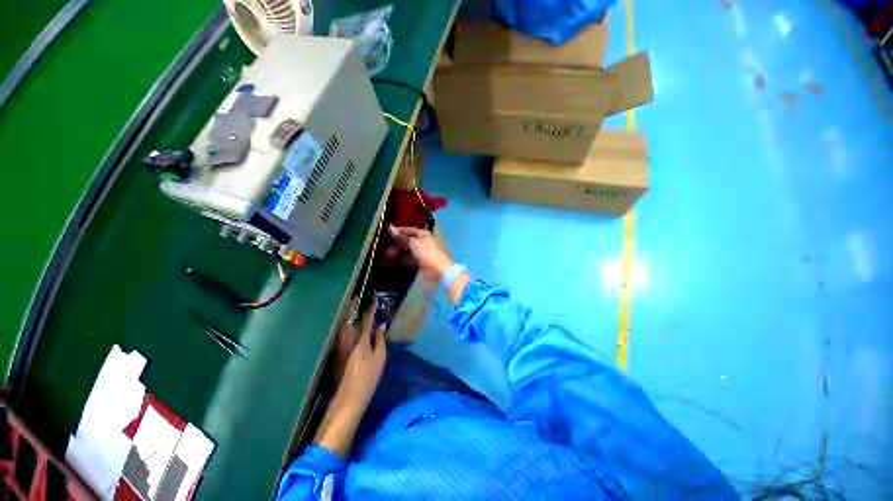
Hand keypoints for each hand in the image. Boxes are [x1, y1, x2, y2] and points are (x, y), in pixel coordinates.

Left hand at [314, 301, 386, 457]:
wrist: (347, 399)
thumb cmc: (368, 378)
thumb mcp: (380, 359)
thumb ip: (380, 340)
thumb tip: (381, 326)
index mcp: (361, 341)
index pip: (366, 320)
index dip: (371, 309)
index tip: (374, 299)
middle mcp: (347, 340)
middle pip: (348, 319)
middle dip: (351, 307)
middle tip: (355, 298)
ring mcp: (339, 347)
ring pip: (342, 326)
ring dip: (346, 315)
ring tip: (351, 308)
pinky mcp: (335, 353)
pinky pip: (340, 333)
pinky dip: (344, 325)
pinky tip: (348, 324)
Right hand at [388, 225, 453, 280]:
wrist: (439, 269)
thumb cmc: (427, 252)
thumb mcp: (413, 243)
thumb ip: (402, 236)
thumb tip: (391, 227)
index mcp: (423, 234)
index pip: (409, 230)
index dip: (399, 230)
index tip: (388, 231)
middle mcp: (423, 241)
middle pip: (409, 240)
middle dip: (398, 241)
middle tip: (386, 243)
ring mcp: (422, 251)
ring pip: (409, 249)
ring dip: (400, 251)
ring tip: (388, 253)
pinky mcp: (421, 261)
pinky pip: (410, 258)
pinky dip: (403, 259)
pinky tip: (394, 260)